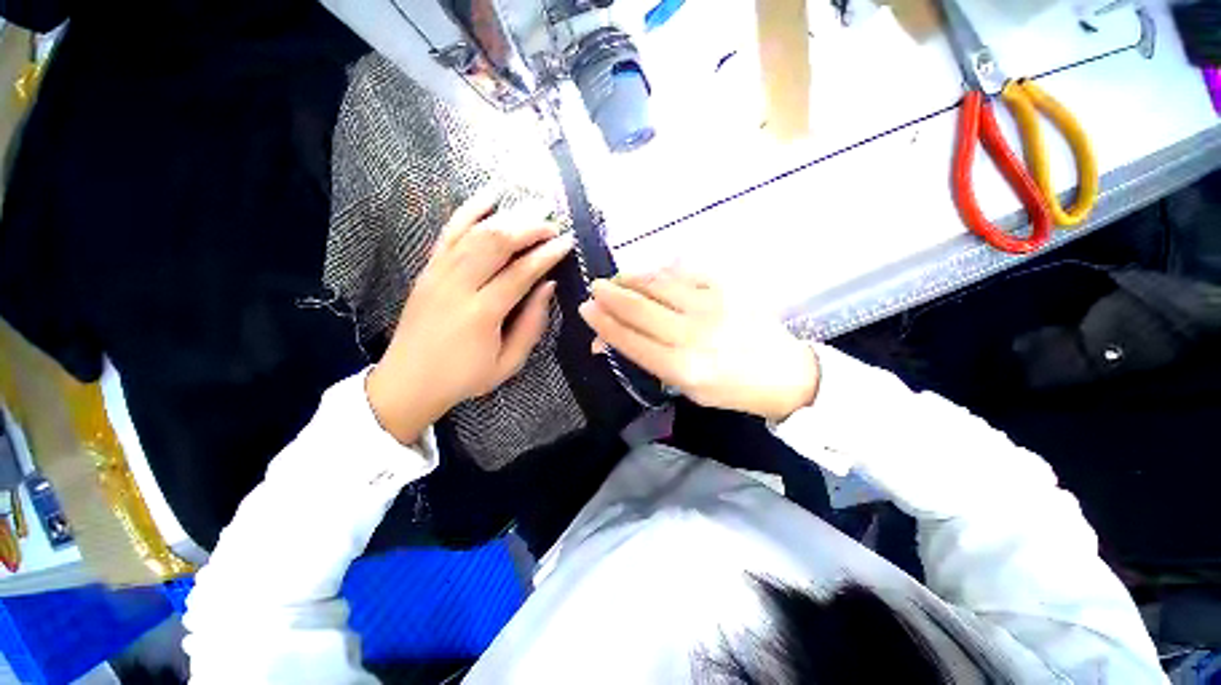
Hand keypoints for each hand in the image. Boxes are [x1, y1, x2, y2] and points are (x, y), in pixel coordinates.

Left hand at [366, 189, 573, 443]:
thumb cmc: (464, 377)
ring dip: (508, 216)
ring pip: (476, 232)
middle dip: (529, 227)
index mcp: (482, 314)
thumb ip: (532, 324)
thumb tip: (548, 287)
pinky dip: (470, 210)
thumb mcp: (508, 362)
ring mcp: (439, 273)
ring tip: (533, 206)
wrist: (408, 381)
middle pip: (497, 243)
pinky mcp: (429, 269)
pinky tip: (489, 195)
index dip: (547, 255)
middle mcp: (458, 286)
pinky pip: (450, 232)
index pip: (520, 273)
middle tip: (553, 222)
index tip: (567, 241)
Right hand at [578, 269, 818, 420]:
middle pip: (639, 308)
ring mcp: (711, 307)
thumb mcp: (684, 387)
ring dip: (631, 278)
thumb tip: (607, 341)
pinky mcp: (727, 288)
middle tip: (595, 287)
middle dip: (609, 294)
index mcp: (681, 368)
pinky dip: (661, 270)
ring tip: (618, 278)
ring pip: (658, 283)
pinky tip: (651, 273)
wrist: (782, 373)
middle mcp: (692, 335)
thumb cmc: (728, 389)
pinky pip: (684, 271)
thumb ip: (646, 360)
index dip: (603, 322)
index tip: (586, 308)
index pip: (629, 339)